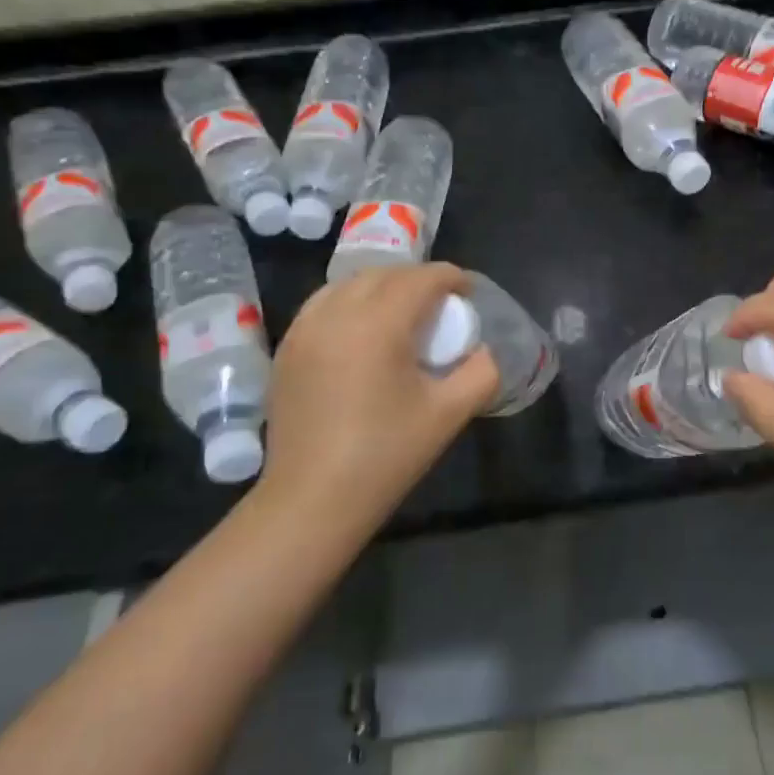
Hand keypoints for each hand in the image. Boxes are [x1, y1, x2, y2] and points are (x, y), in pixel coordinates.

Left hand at [257, 263, 498, 543]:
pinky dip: (350, 303)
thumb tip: (487, 351)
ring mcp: (304, 330)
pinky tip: (363, 332)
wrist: (312, 500)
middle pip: (383, 274)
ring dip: (381, 286)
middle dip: (416, 279)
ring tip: (402, 312)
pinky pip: (323, 306)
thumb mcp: (449, 414)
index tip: (468, 290)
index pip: (419, 280)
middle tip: (441, 304)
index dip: (449, 277)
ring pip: (348, 285)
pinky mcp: (287, 349)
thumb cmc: (385, 455)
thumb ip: (481, 373)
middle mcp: (336, 314)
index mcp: (377, 325)